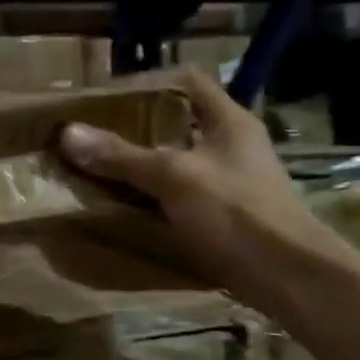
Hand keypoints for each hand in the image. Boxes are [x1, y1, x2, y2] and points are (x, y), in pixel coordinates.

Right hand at [60, 68, 342, 311]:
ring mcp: (231, 180)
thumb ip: (122, 156)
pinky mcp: (227, 214)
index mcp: (228, 120)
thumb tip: (68, 133)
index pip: (186, 80)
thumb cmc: (237, 212)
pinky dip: (154, 195)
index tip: (107, 97)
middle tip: (94, 134)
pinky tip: (125, 204)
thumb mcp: (174, 178)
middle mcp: (231, 144)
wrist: (291, 278)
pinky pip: (181, 194)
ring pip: (177, 160)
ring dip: (142, 164)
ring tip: (100, 166)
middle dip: (135, 128)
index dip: (148, 82)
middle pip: (177, 122)